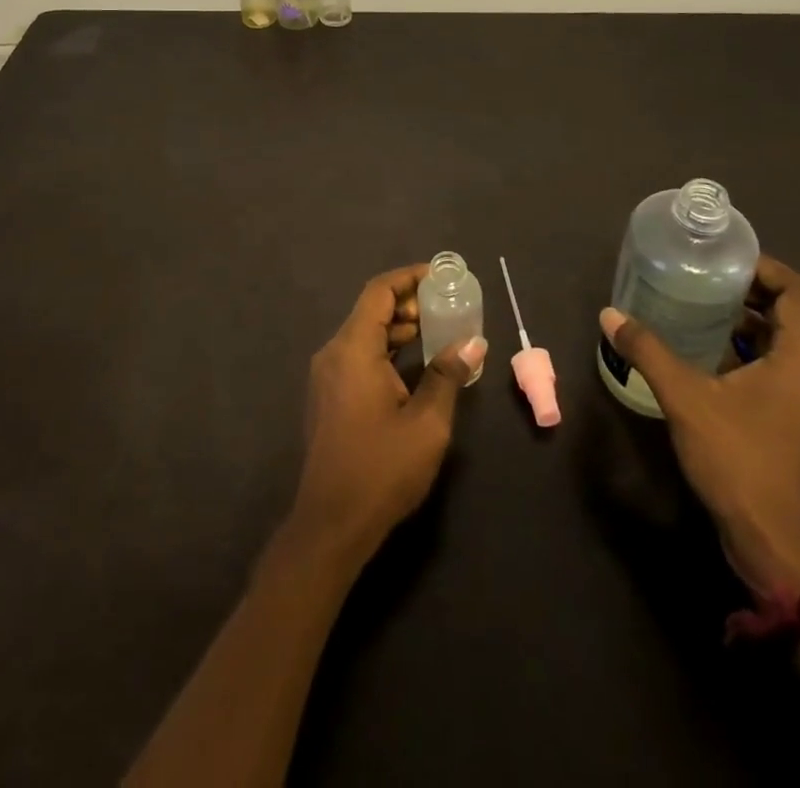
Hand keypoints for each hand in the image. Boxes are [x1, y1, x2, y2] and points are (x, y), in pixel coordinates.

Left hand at [287, 265, 487, 569]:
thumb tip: (473, 343)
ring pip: (363, 334)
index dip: (408, 278)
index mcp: (353, 349)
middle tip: (444, 307)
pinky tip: (412, 365)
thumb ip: (448, 376)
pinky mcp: (328, 396)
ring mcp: (326, 376)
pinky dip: (384, 350)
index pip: (379, 292)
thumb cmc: (381, 469)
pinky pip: (357, 356)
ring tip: (435, 332)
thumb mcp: (427, 423)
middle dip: (407, 303)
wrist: (331, 524)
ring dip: (397, 328)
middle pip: (370, 311)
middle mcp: (333, 353)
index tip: (440, 276)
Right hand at [600, 255, 799, 595]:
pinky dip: (751, 355)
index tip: (722, 261)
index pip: (798, 291)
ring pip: (787, 345)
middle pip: (793, 315)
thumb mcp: (686, 399)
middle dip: (749, 293)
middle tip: (702, 281)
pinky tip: (709, 360)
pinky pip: (782, 371)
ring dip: (748, 326)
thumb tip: (610, 315)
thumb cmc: (739, 460)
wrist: (776, 544)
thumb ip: (649, 351)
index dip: (763, 267)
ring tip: (700, 313)